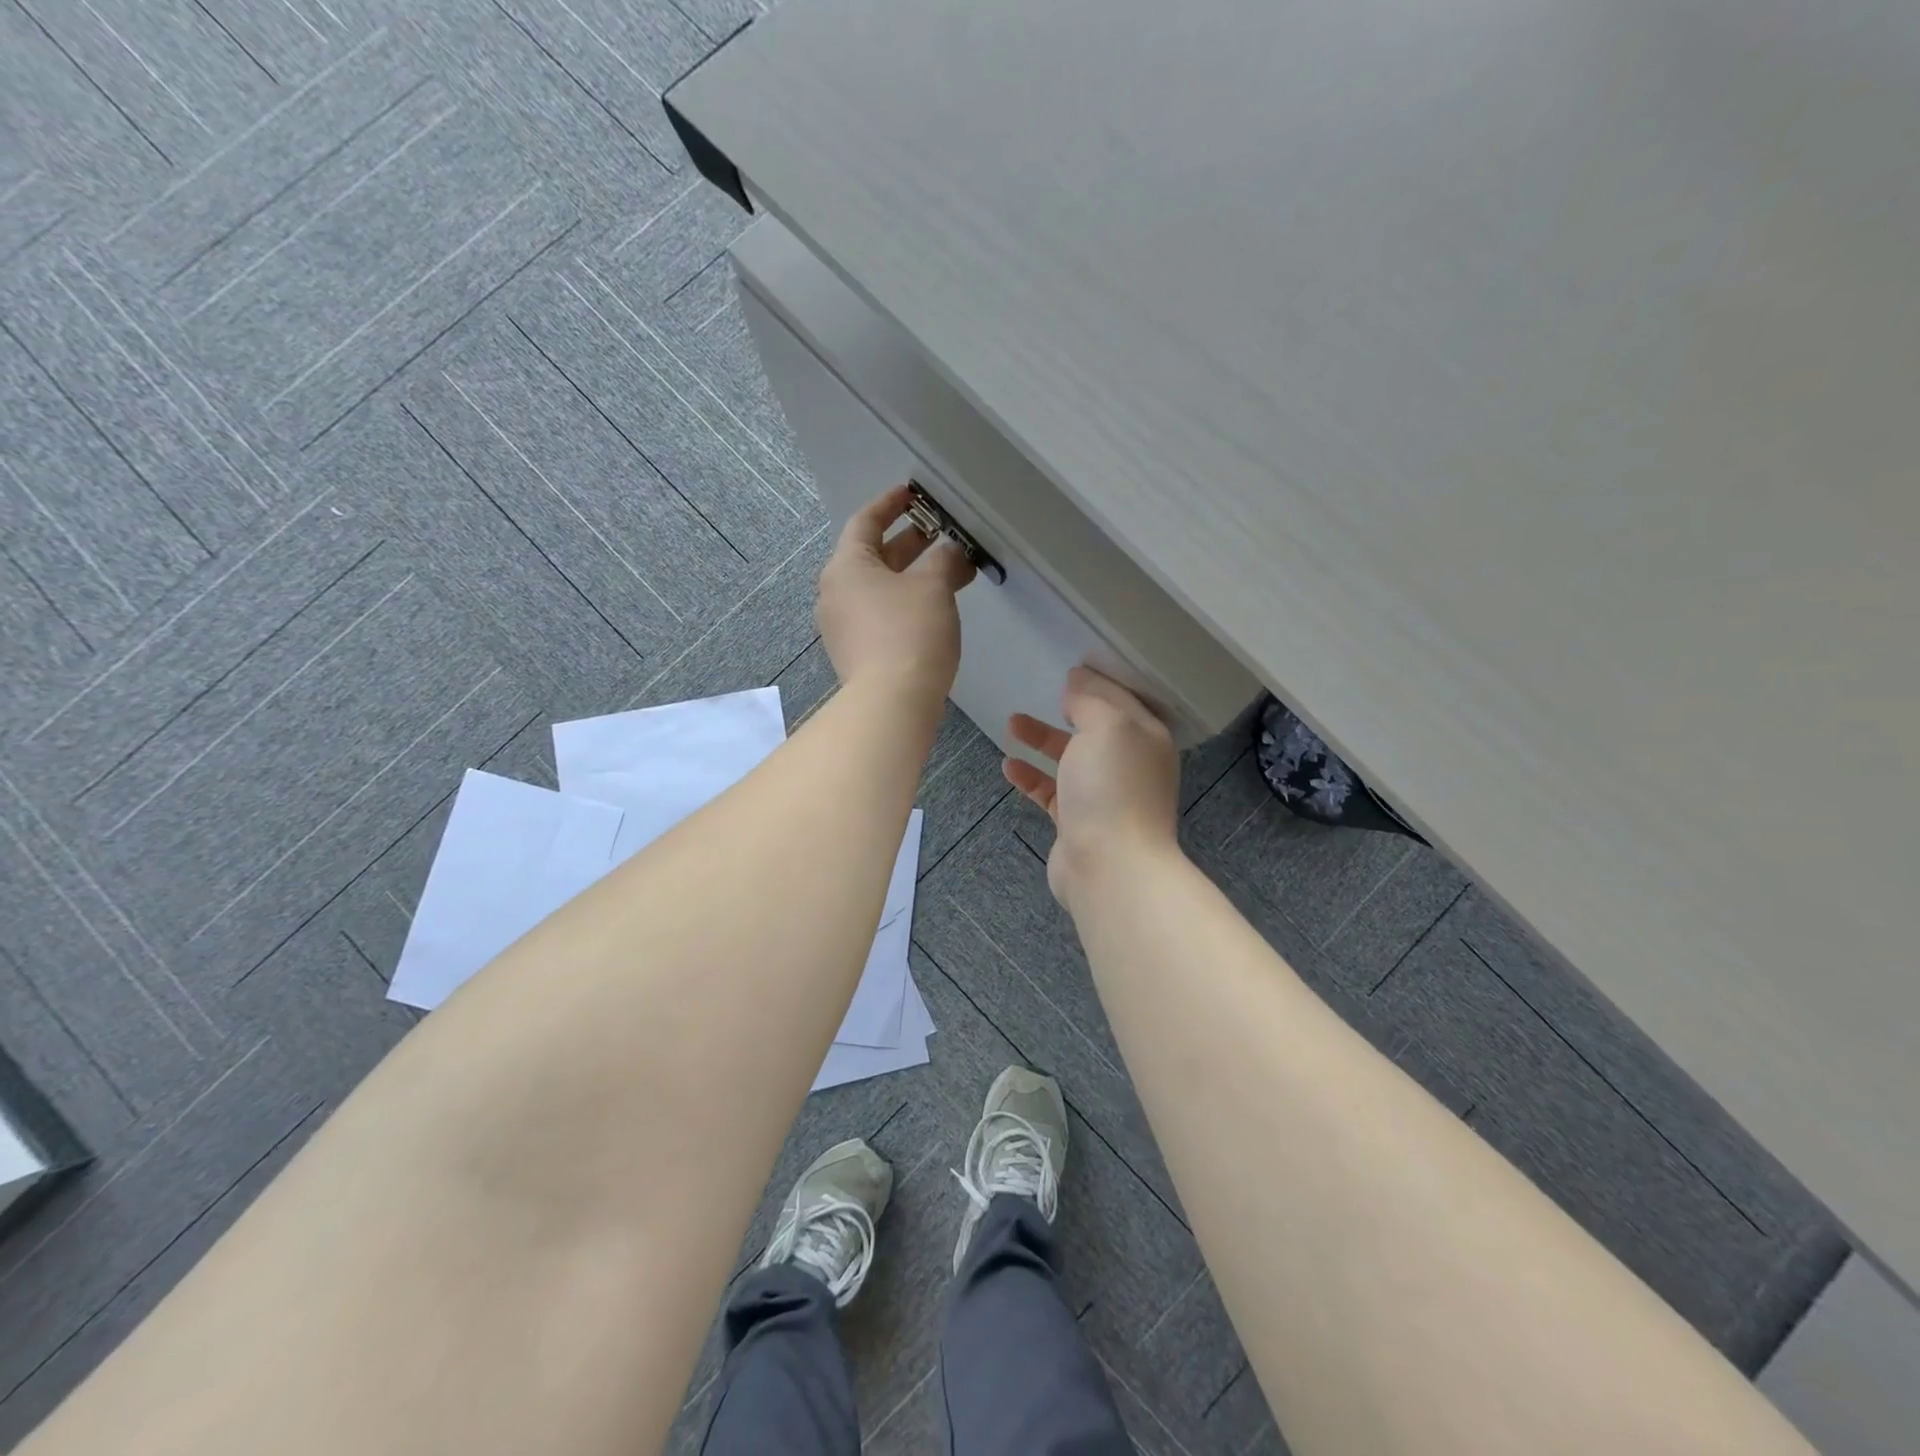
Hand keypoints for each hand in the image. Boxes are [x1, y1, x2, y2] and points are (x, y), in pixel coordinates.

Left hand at [818, 485, 974, 698]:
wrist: (891, 702)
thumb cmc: (910, 633)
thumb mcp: (934, 587)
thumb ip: (945, 561)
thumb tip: (952, 552)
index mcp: (847, 566)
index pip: (865, 521)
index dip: (891, 504)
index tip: (912, 495)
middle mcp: (835, 592)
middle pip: (872, 555)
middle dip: (909, 543)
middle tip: (940, 534)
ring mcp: (841, 625)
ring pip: (878, 588)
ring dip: (911, 576)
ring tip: (948, 571)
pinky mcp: (854, 652)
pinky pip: (878, 614)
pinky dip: (904, 602)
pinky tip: (933, 607)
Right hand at [1004, 666, 1181, 907]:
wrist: (1110, 866)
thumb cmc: (1112, 787)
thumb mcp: (1107, 726)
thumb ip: (1090, 700)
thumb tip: (1078, 682)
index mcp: (1146, 738)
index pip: (1122, 699)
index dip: (1097, 681)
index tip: (1070, 667)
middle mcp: (1130, 764)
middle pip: (1096, 728)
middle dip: (1070, 709)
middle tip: (1046, 694)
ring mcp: (1104, 796)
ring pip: (1070, 759)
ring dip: (1043, 740)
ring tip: (1012, 723)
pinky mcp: (1079, 822)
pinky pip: (1052, 791)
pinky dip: (1031, 776)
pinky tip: (1009, 766)